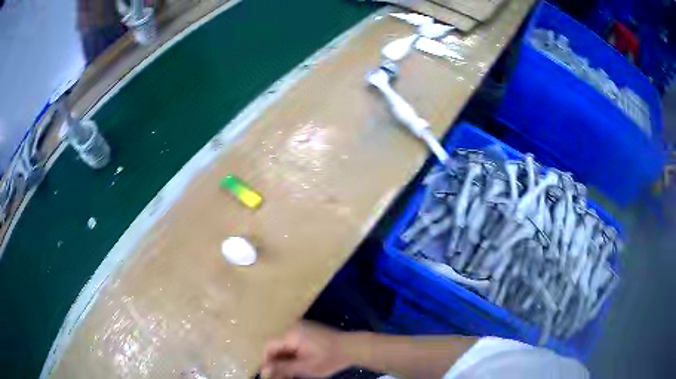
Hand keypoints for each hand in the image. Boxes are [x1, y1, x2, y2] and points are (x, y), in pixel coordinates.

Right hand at [261, 322, 356, 378]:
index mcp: (290, 334)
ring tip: (291, 374)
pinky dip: (293, 357)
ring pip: (285, 347)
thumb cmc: (329, 358)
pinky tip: (299, 367)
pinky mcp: (308, 334)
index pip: (268, 346)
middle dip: (277, 362)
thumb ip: (283, 368)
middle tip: (282, 376)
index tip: (270, 374)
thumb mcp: (306, 367)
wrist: (353, 348)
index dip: (267, 361)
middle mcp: (293, 328)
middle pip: (276, 346)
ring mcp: (301, 330)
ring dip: (285, 361)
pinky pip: (293, 345)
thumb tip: (264, 370)